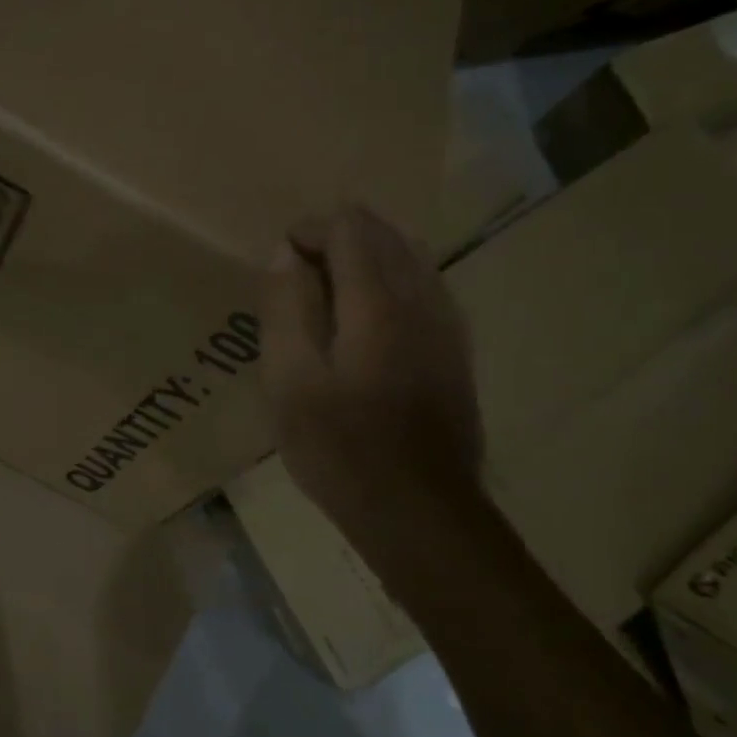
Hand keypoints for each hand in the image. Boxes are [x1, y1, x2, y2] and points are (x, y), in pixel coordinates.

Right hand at [260, 205, 481, 539]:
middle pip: (384, 234)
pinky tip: (367, 324)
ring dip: (366, 261)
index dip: (310, 229)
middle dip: (337, 240)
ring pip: (410, 258)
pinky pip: (426, 289)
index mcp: (377, 301)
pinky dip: (392, 285)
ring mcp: (447, 325)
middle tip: (298, 281)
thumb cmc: (340, 448)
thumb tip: (284, 253)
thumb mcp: (289, 381)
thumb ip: (285, 308)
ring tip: (327, 298)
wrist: (419, 510)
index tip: (280, 262)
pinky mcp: (456, 351)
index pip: (350, 226)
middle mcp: (421, 299)